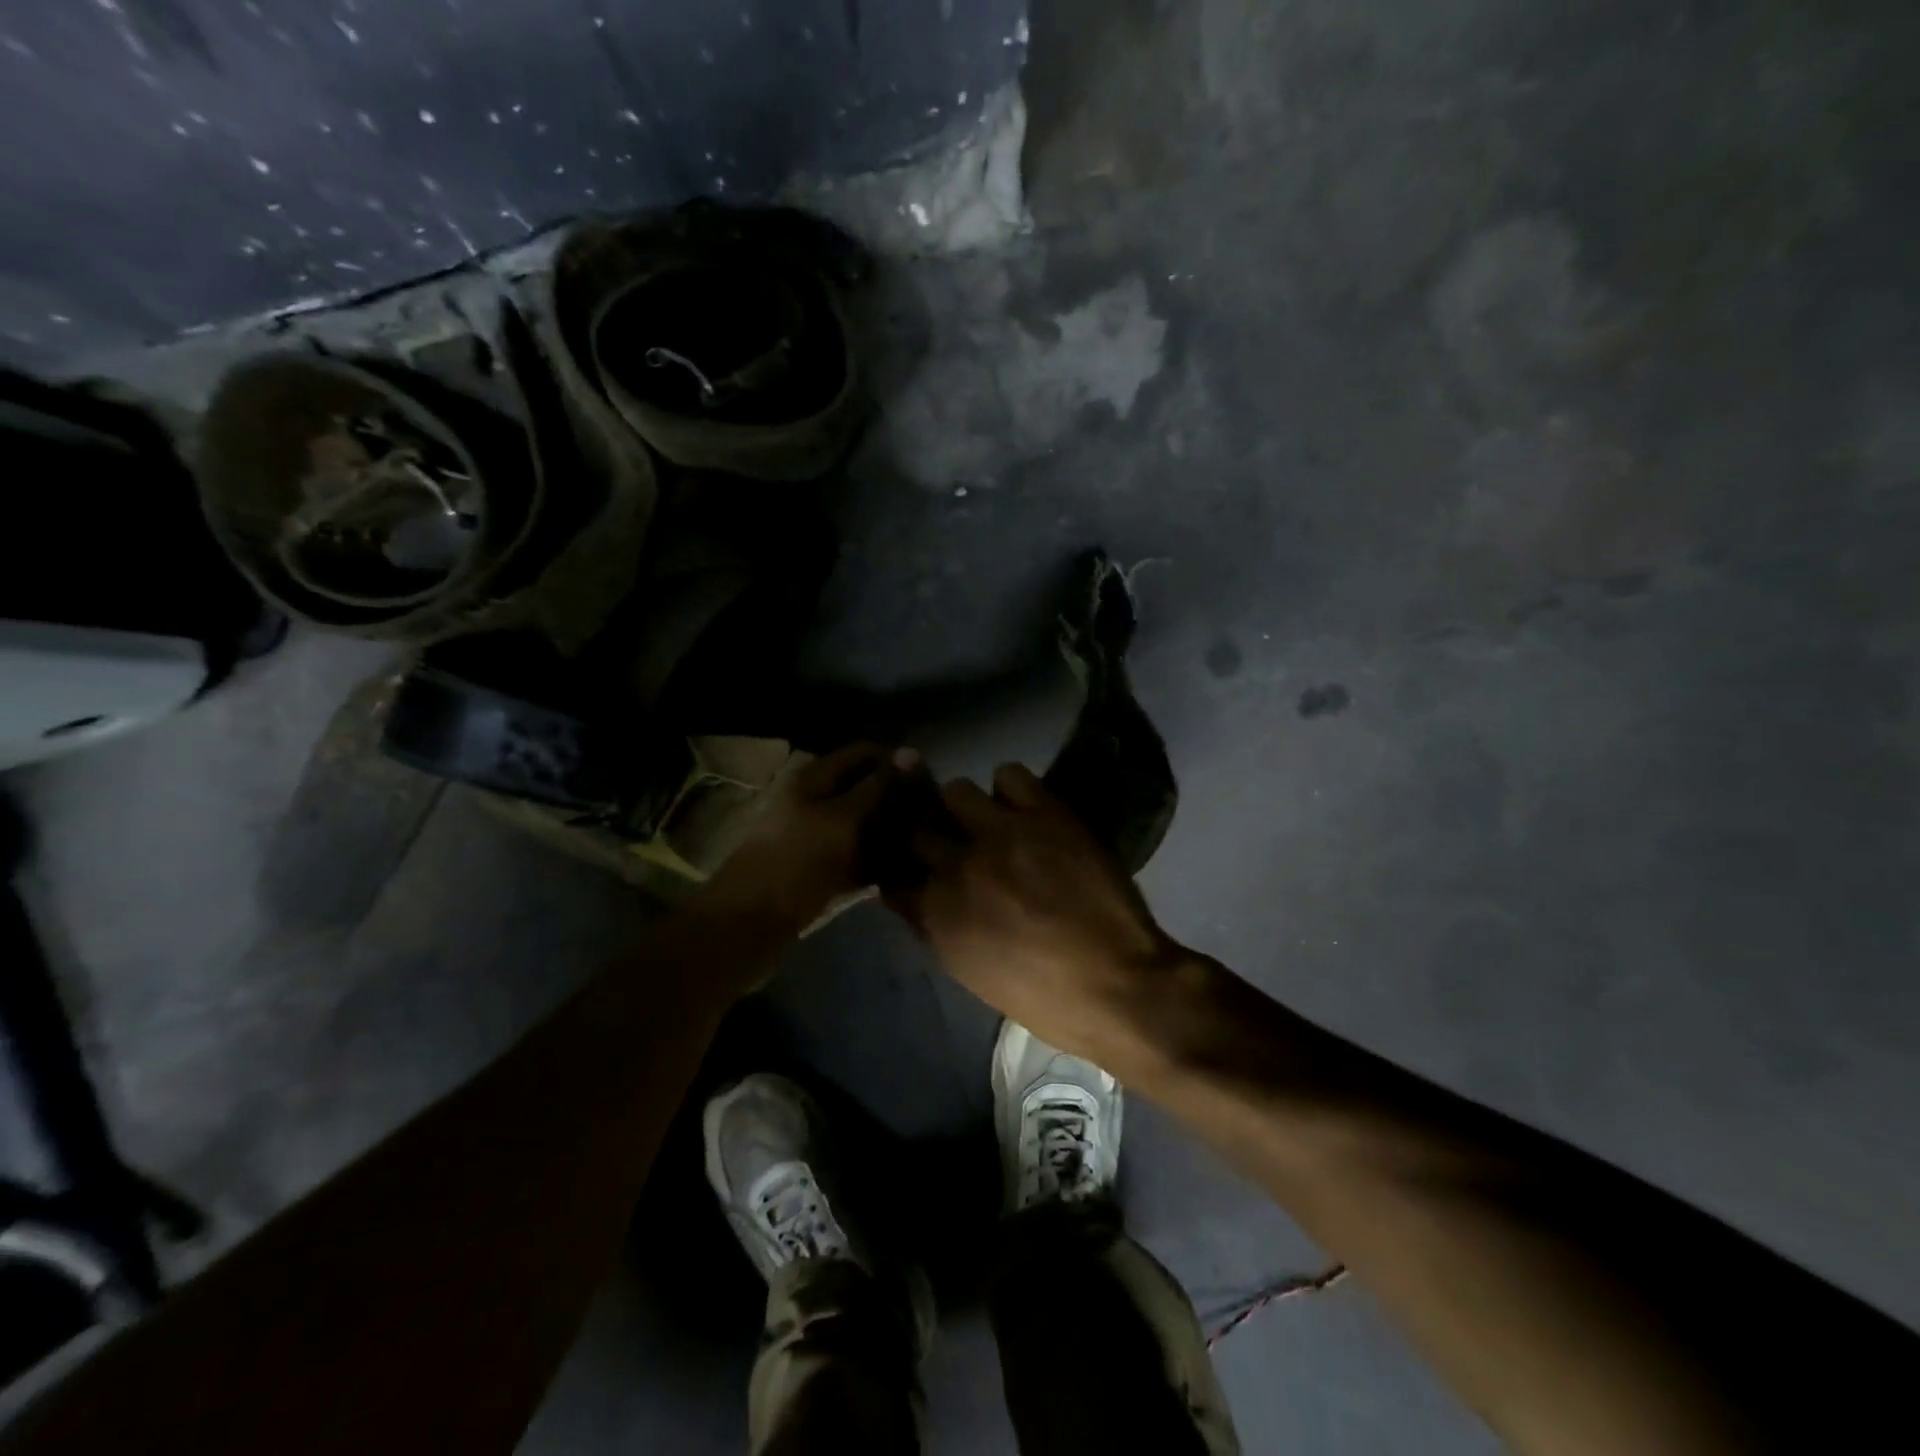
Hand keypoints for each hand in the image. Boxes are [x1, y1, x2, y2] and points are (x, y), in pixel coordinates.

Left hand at [703, 742, 916, 929]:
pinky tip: (904, 871)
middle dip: (896, 800)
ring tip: (925, 846)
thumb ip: (877, 787)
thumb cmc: (796, 864)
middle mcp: (814, 801)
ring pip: (862, 825)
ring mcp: (815, 836)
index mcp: (814, 778)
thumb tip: (911, 752)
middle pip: (864, 789)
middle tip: (933, 820)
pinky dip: (876, 861)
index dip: (896, 763)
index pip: (864, 753)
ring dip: (889, 832)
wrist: (747, 926)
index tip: (930, 784)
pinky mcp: (817, 869)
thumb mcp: (842, 820)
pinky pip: (854, 857)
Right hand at [882, 762, 1182, 1061]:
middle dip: (925, 832)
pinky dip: (1011, 789)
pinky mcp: (1044, 813)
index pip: (892, 873)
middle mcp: (958, 866)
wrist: (1118, 984)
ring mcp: (1001, 834)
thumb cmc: (1043, 996)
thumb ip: (937, 925)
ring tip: (990, 821)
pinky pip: (1010, 775)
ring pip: (957, 790)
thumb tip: (923, 894)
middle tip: (946, 837)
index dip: (899, 866)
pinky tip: (1024, 808)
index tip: (910, 864)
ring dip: (967, 808)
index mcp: (937, 914)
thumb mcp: (969, 972)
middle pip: (916, 826)